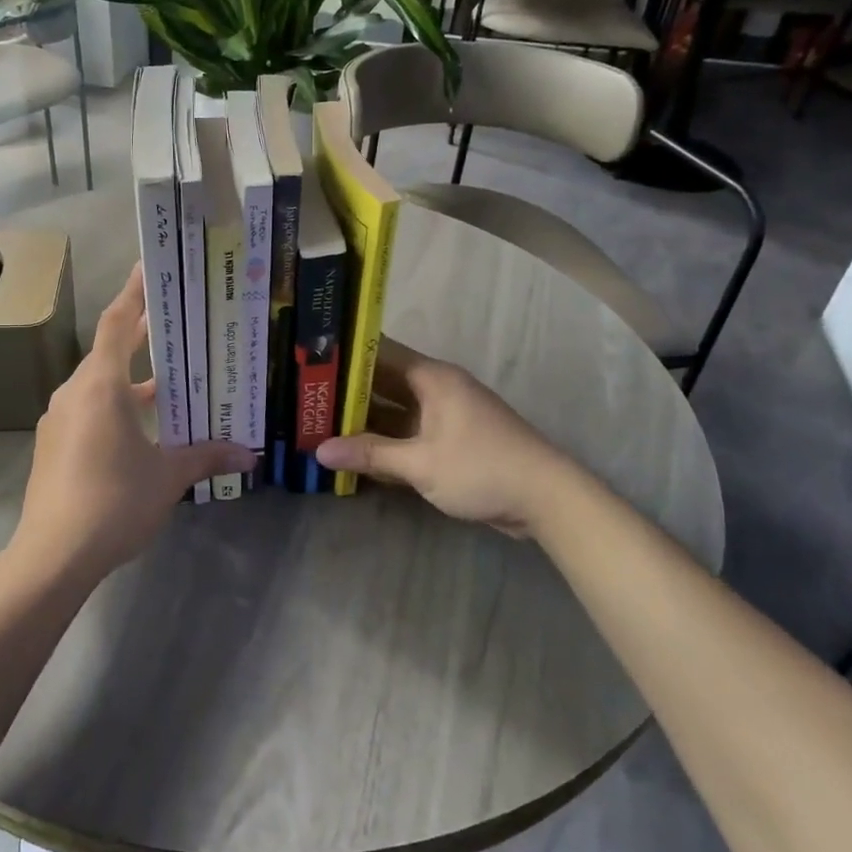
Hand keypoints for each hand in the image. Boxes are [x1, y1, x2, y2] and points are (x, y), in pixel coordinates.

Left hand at [14, 264, 253, 581]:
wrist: (52, 555)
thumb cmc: (114, 502)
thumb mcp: (168, 477)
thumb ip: (207, 457)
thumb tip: (250, 455)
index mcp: (101, 386)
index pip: (116, 322)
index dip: (134, 293)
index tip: (149, 268)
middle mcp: (75, 392)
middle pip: (108, 350)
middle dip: (139, 334)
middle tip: (175, 321)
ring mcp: (59, 419)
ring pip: (98, 384)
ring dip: (130, 378)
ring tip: (169, 380)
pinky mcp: (53, 445)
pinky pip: (88, 409)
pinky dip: (115, 406)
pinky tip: (141, 428)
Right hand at [315, 339, 560, 534]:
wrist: (546, 498)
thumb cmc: (481, 468)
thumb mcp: (420, 463)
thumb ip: (370, 453)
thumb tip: (319, 451)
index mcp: (431, 378)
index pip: (379, 352)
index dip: (345, 355)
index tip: (309, 360)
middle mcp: (437, 388)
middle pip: (383, 382)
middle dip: (347, 391)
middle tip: (304, 396)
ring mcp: (445, 414)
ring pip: (394, 410)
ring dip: (364, 418)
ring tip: (319, 422)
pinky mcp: (450, 439)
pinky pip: (408, 431)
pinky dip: (385, 439)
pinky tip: (355, 451)